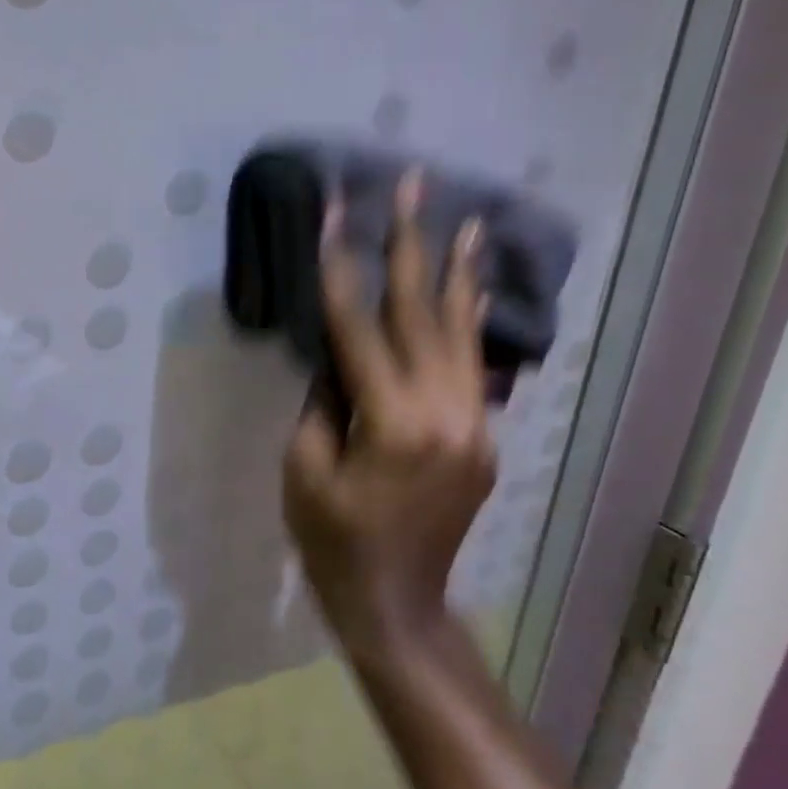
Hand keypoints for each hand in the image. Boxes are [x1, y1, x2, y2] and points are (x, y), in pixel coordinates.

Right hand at [283, 175, 496, 661]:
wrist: (397, 604)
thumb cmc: (333, 542)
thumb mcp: (305, 470)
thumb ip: (323, 401)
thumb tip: (338, 355)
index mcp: (393, 422)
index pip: (360, 326)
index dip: (342, 265)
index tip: (337, 209)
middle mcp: (446, 412)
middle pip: (424, 313)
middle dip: (413, 244)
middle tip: (414, 184)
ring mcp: (475, 424)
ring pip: (463, 333)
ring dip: (459, 273)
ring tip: (466, 219)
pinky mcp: (483, 437)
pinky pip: (475, 367)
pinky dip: (471, 323)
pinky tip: (474, 290)